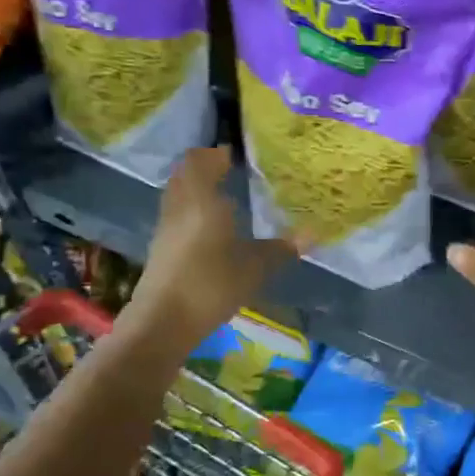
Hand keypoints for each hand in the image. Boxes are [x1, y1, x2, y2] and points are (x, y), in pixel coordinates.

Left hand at [127, 146, 294, 344]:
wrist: (163, 322)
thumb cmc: (211, 285)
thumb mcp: (255, 268)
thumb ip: (281, 248)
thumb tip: (312, 234)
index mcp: (202, 200)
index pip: (200, 161)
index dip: (216, 153)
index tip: (235, 154)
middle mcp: (180, 206)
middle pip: (185, 174)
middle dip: (205, 168)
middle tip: (231, 170)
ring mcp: (166, 227)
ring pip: (178, 194)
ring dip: (196, 188)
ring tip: (224, 196)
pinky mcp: (161, 247)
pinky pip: (176, 214)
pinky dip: (192, 209)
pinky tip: (211, 227)